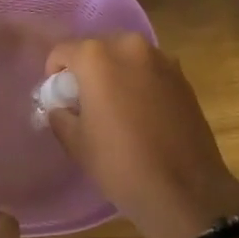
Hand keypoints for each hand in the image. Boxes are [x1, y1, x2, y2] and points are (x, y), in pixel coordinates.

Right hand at [45, 32, 238, 237]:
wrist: (185, 190)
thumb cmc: (120, 164)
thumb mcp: (76, 142)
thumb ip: (60, 114)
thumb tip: (61, 107)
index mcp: (97, 58)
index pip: (63, 50)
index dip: (54, 72)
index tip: (57, 95)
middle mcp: (130, 47)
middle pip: (97, 48)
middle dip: (86, 69)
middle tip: (84, 100)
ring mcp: (162, 60)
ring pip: (126, 57)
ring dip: (115, 73)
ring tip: (115, 106)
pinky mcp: (183, 77)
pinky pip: (149, 70)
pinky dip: (139, 82)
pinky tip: (140, 112)